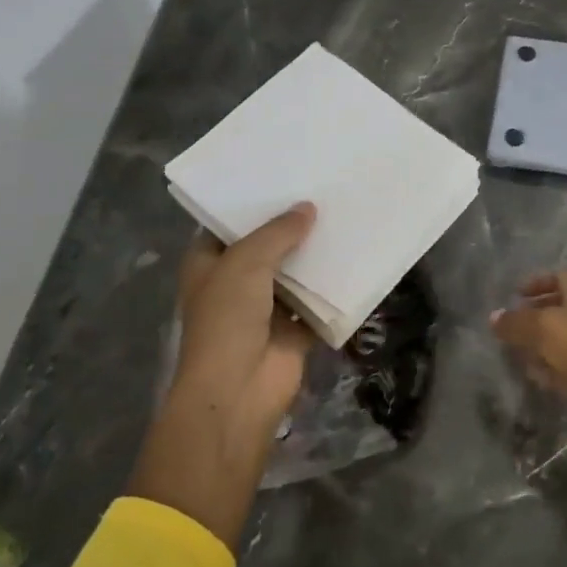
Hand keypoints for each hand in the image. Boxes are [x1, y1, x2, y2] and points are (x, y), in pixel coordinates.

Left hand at [128, 204, 315, 546]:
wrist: (239, 390)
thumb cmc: (228, 319)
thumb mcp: (246, 262)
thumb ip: (277, 232)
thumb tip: (308, 208)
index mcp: (210, 264)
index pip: (228, 224)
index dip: (251, 203)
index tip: (282, 176)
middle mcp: (236, 282)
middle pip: (266, 246)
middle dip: (291, 225)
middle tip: (323, 190)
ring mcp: (266, 308)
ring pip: (294, 273)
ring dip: (315, 254)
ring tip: (344, 216)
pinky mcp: (294, 329)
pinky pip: (317, 302)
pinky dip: (333, 287)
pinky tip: (356, 257)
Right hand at [490, 270, 566, 427]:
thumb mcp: (545, 329)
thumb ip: (517, 322)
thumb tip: (494, 317)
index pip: (562, 276)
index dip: (538, 281)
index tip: (515, 294)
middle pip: (564, 308)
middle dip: (537, 315)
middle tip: (511, 328)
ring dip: (544, 345)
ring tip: (518, 355)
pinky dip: (555, 369)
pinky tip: (539, 379)